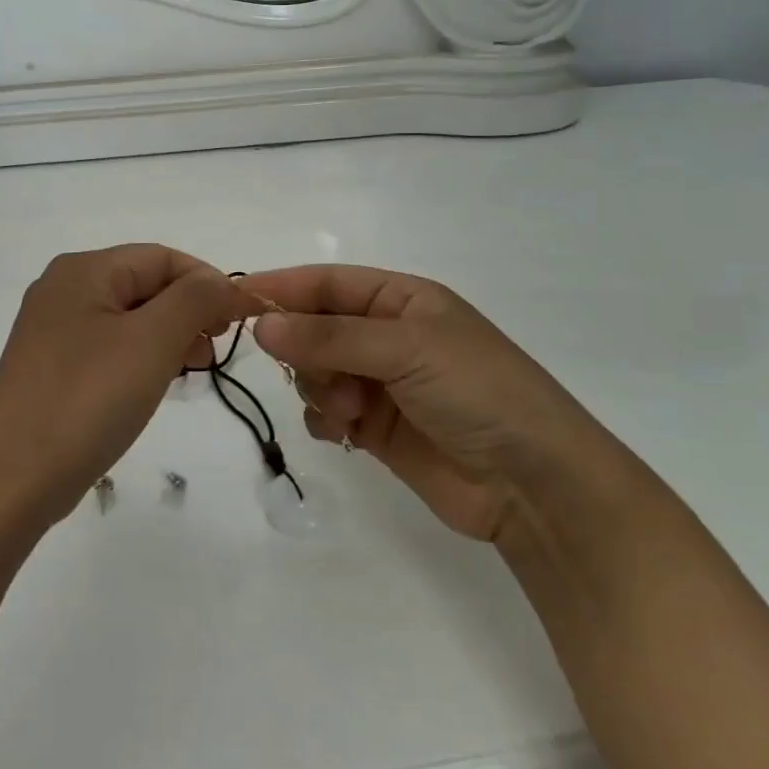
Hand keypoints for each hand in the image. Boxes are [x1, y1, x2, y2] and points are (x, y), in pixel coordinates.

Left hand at [0, 246, 251, 526]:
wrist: (12, 478)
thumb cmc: (87, 399)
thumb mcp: (152, 341)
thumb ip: (194, 300)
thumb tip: (221, 282)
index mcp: (84, 270)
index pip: (162, 257)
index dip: (208, 283)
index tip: (240, 321)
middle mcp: (64, 289)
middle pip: (144, 284)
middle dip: (188, 312)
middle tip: (213, 352)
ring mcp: (54, 329)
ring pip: (129, 318)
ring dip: (168, 337)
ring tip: (192, 372)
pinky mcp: (52, 366)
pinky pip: (109, 347)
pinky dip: (141, 358)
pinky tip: (156, 384)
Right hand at [244, 265, 607, 540]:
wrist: (536, 485)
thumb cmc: (479, 393)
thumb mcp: (406, 349)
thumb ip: (328, 337)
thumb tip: (260, 325)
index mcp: (401, 299)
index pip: (326, 283)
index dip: (281, 289)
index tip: (233, 301)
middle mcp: (387, 335)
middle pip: (314, 328)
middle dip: (306, 351)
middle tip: (315, 375)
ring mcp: (381, 383)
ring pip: (316, 372)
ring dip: (320, 389)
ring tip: (350, 412)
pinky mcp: (376, 427)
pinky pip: (326, 411)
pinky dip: (324, 419)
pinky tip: (343, 433)